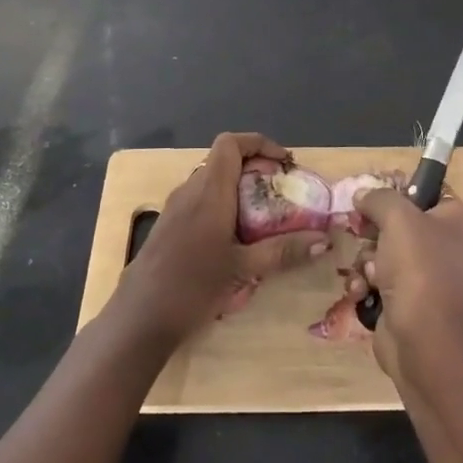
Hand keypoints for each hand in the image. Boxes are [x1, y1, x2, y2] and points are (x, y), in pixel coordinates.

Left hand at [118, 132, 329, 342]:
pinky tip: (236, 240)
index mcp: (209, 190)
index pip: (231, 143)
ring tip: (265, 217)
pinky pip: (201, 201)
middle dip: (256, 170)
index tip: (284, 165)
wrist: (138, 318)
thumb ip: (283, 251)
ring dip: (240, 189)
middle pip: (224, 161)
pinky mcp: (169, 226)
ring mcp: (175, 208)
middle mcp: (190, 190)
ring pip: (212, 182)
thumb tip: (324, 241)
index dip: (259, 144)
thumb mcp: (243, 269)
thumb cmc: (192, 286)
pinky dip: (224, 206)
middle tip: (282, 194)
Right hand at [348, 186, 462, 382]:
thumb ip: (378, 198)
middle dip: (374, 233)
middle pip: (400, 223)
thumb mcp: (397, 218)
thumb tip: (363, 195)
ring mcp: (434, 276)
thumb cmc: (419, 269)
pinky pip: (384, 280)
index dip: (395, 192)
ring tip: (368, 274)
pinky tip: (363, 292)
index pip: (424, 190)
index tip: (371, 200)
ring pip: (386, 252)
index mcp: (461, 219)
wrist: (425, 343)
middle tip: (361, 235)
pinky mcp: (414, 302)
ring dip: (368, 261)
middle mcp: (452, 245)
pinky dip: (369, 285)